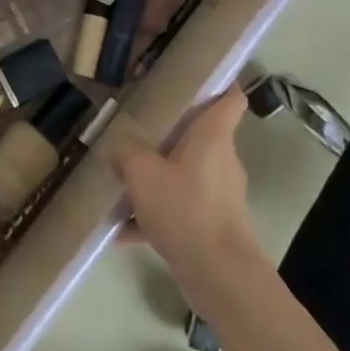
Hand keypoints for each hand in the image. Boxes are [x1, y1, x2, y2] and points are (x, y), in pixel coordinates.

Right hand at [114, 87, 261, 288]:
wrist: (220, 277)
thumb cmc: (186, 210)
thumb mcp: (143, 173)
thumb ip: (127, 152)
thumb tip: (119, 143)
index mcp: (213, 136)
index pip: (230, 97)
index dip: (219, 82)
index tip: (195, 74)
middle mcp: (221, 160)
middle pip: (200, 135)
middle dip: (169, 131)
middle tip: (137, 125)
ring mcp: (219, 194)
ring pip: (184, 173)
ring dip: (157, 176)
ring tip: (122, 180)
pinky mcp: (212, 225)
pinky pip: (178, 209)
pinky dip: (153, 215)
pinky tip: (121, 230)